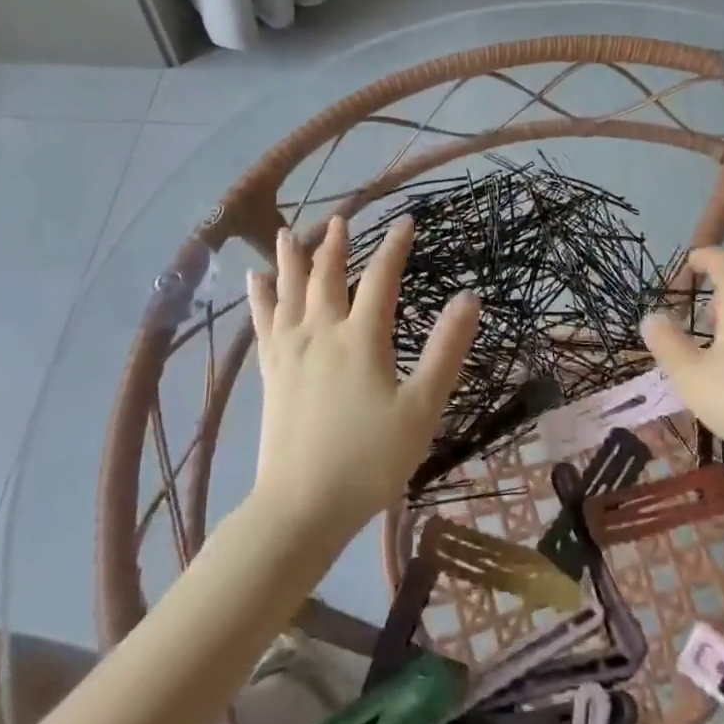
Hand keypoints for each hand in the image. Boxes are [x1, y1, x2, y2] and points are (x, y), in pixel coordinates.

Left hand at [248, 216, 479, 533]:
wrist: (301, 506)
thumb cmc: (370, 459)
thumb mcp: (422, 407)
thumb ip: (446, 350)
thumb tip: (468, 298)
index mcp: (361, 338)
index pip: (381, 278)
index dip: (394, 247)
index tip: (405, 221)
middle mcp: (322, 333)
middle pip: (327, 276)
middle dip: (336, 244)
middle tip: (340, 217)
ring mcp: (290, 351)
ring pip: (289, 291)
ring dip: (290, 259)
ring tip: (285, 232)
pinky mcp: (271, 372)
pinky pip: (263, 322)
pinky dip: (260, 297)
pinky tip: (254, 281)